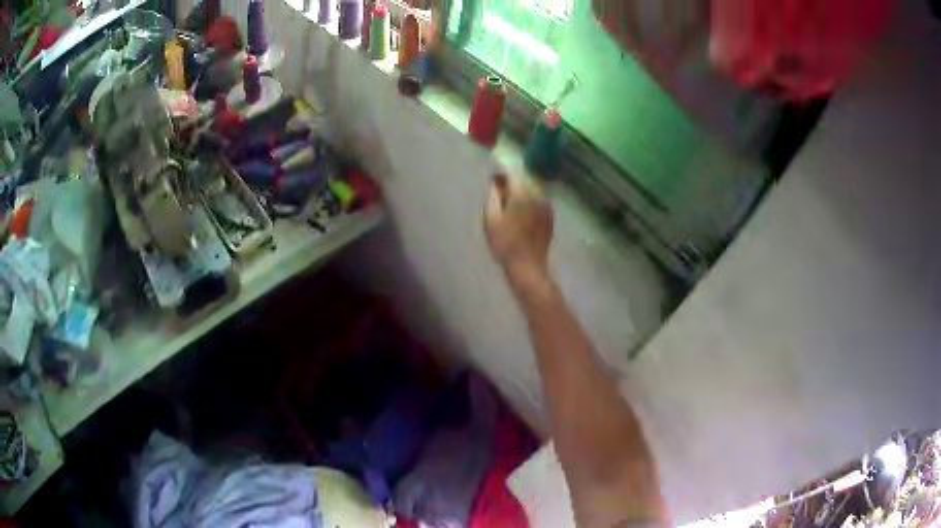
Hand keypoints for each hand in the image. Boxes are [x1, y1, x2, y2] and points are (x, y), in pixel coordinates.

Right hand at [484, 173, 553, 283]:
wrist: (528, 266)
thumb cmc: (505, 243)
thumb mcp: (491, 219)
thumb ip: (493, 196)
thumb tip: (494, 181)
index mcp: (522, 194)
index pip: (512, 173)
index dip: (501, 174)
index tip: (493, 180)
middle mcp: (537, 195)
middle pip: (523, 180)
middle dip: (511, 183)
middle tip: (499, 194)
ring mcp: (546, 206)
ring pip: (532, 191)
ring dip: (521, 193)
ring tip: (510, 206)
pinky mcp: (550, 217)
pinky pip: (538, 202)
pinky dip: (529, 203)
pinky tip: (521, 215)